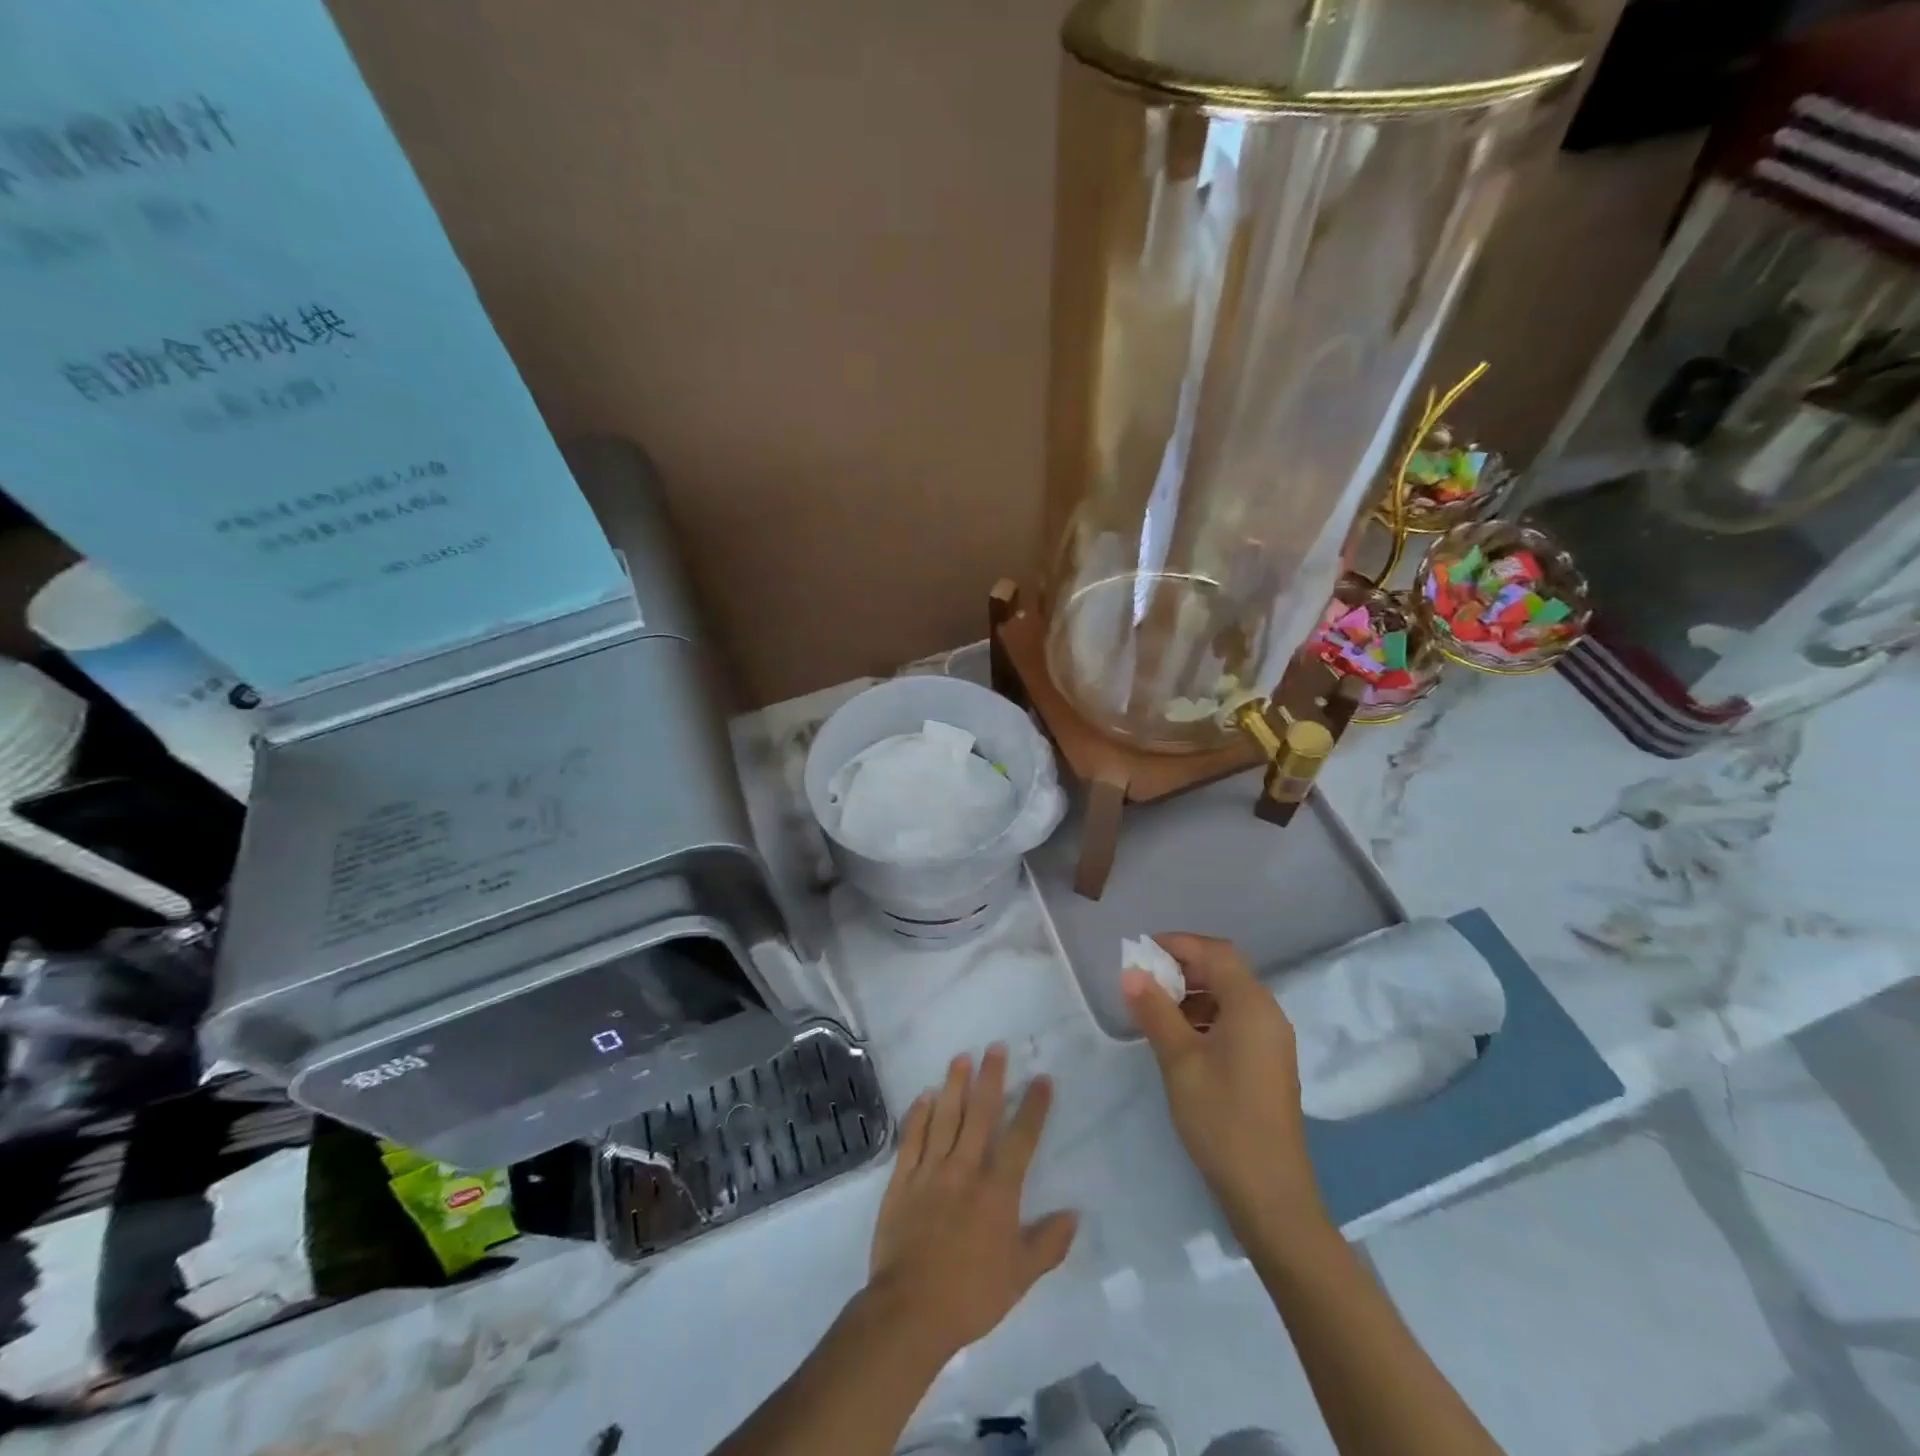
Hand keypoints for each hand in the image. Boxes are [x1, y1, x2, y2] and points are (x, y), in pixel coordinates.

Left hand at [866, 1046, 1078, 1362]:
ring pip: (945, 1117)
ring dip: (954, 1085)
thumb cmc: (971, 1295)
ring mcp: (931, 1170)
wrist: (910, 1309)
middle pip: (980, 1114)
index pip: (1021, 1139)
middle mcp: (965, 1169)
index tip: (1042, 1079)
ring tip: (961, 1057)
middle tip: (995, 1047)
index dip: (1034, 1107)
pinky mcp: (902, 1179)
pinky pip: (912, 1138)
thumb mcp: (1020, 1277)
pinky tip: (925, 1095)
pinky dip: (919, 1114)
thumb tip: (1074, 1214)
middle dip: (991, 1078)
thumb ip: (1048, 1243)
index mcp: (997, 1191)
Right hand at [1123, 933, 1325, 1236]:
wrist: (1270, 1195)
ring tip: (1152, 1010)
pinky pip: (1234, 1021)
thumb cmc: (1222, 1120)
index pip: (1215, 952)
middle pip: (1224, 970)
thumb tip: (1131, 972)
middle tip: (1141, 980)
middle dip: (1182, 967)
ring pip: (1228, 997)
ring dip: (1191, 993)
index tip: (1140, 951)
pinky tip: (1178, 1039)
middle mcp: (1268, 1014)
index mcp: (1252, 1005)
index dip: (1178, 943)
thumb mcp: (1179, 1061)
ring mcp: (1271, 1041)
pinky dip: (1204, 1017)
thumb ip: (1155, 1011)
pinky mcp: (1267, 1063)